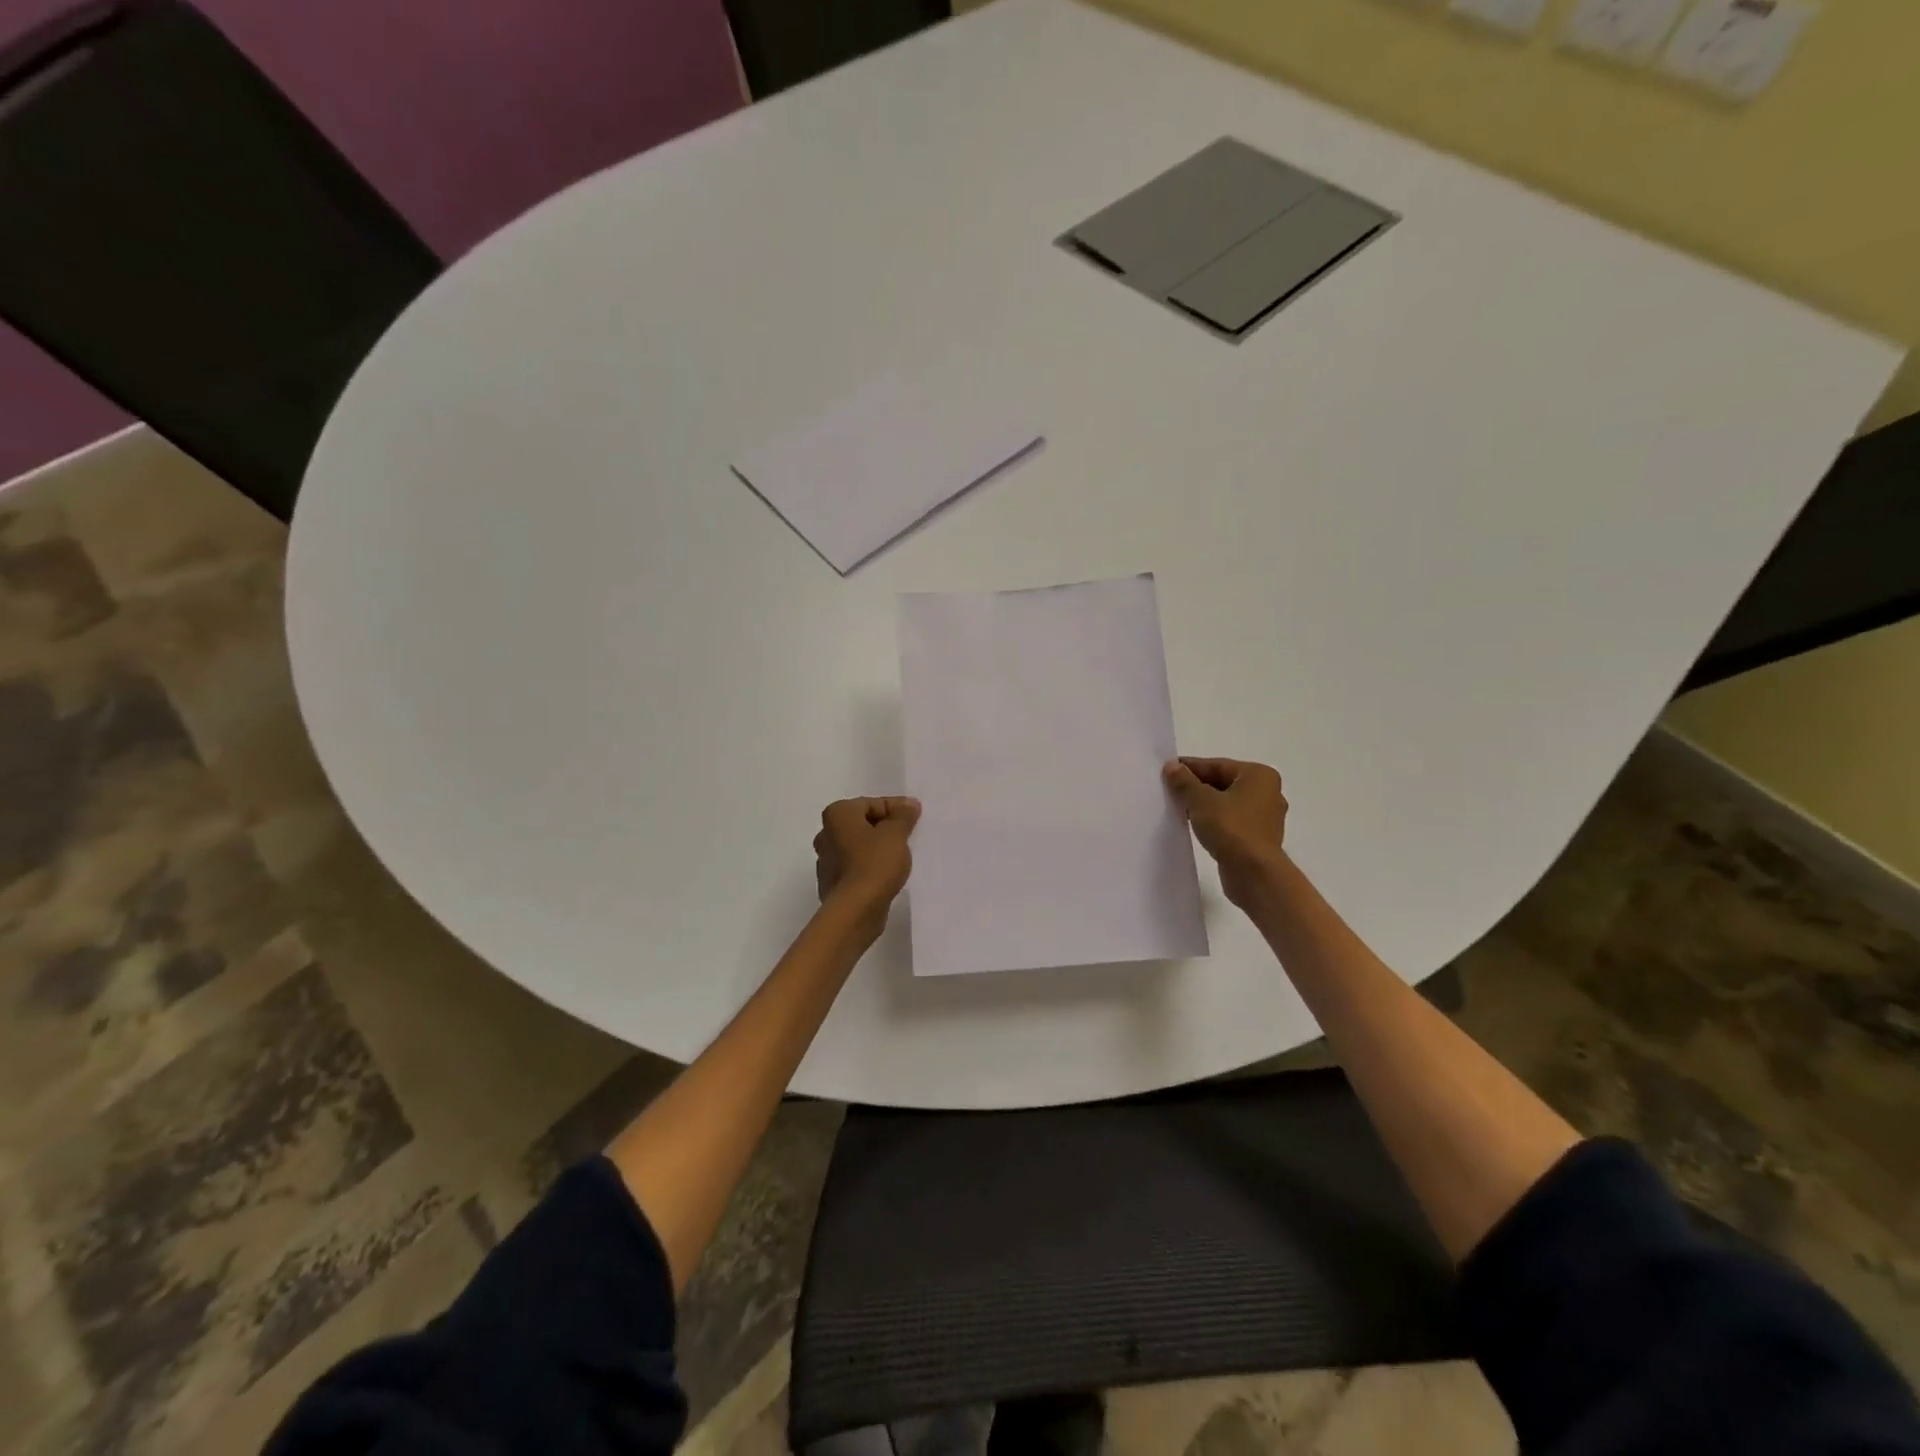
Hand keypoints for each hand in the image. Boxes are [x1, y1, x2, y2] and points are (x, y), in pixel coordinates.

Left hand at [814, 796, 920, 927]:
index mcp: (837, 814)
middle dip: (885, 827)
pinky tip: (887, 874)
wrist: (855, 910)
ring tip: (901, 855)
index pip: (871, 803)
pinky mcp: (832, 883)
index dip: (896, 808)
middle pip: (862, 824)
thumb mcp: (896, 834)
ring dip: (877, 848)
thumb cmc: (874, 863)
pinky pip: (856, 867)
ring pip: (858, 846)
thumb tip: (909, 804)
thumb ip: (903, 816)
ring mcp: (826, 860)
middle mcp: (826, 833)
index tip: (916, 816)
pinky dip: (870, 866)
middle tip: (910, 834)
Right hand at [1162, 757, 1287, 907]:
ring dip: (1203, 805)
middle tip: (1168, 790)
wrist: (1254, 874)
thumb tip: (1171, 766)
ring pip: (1226, 803)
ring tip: (1177, 808)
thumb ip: (1184, 781)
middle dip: (1196, 787)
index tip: (1166, 772)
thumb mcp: (1201, 800)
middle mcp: (1267, 793)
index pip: (1217, 765)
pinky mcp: (1258, 838)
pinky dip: (1213, 821)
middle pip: (1223, 783)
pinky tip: (1194, 825)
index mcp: (1259, 776)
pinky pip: (1231, 822)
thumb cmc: (1231, 828)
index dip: (1189, 768)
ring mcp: (1265, 818)